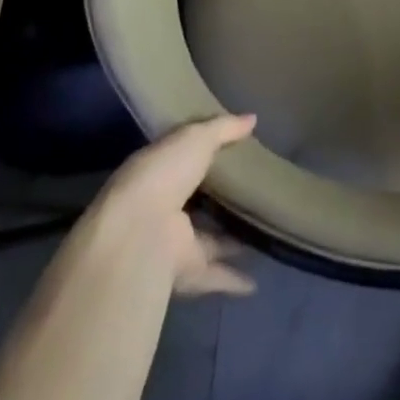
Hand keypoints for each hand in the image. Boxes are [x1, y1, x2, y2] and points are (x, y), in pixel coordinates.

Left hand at [95, 114, 258, 295]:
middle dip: (219, 200)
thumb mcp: (195, 138)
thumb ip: (223, 128)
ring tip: (261, 232)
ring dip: (230, 241)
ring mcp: (173, 242)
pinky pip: (214, 275)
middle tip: (252, 193)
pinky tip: (255, 281)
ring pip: (208, 241)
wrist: (138, 234)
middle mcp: (162, 208)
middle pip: (197, 203)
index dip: (203, 154)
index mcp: (157, 171)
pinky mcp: (185, 272)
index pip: (182, 160)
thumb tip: (252, 118)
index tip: (232, 149)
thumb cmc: (162, 175)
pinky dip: (232, 279)